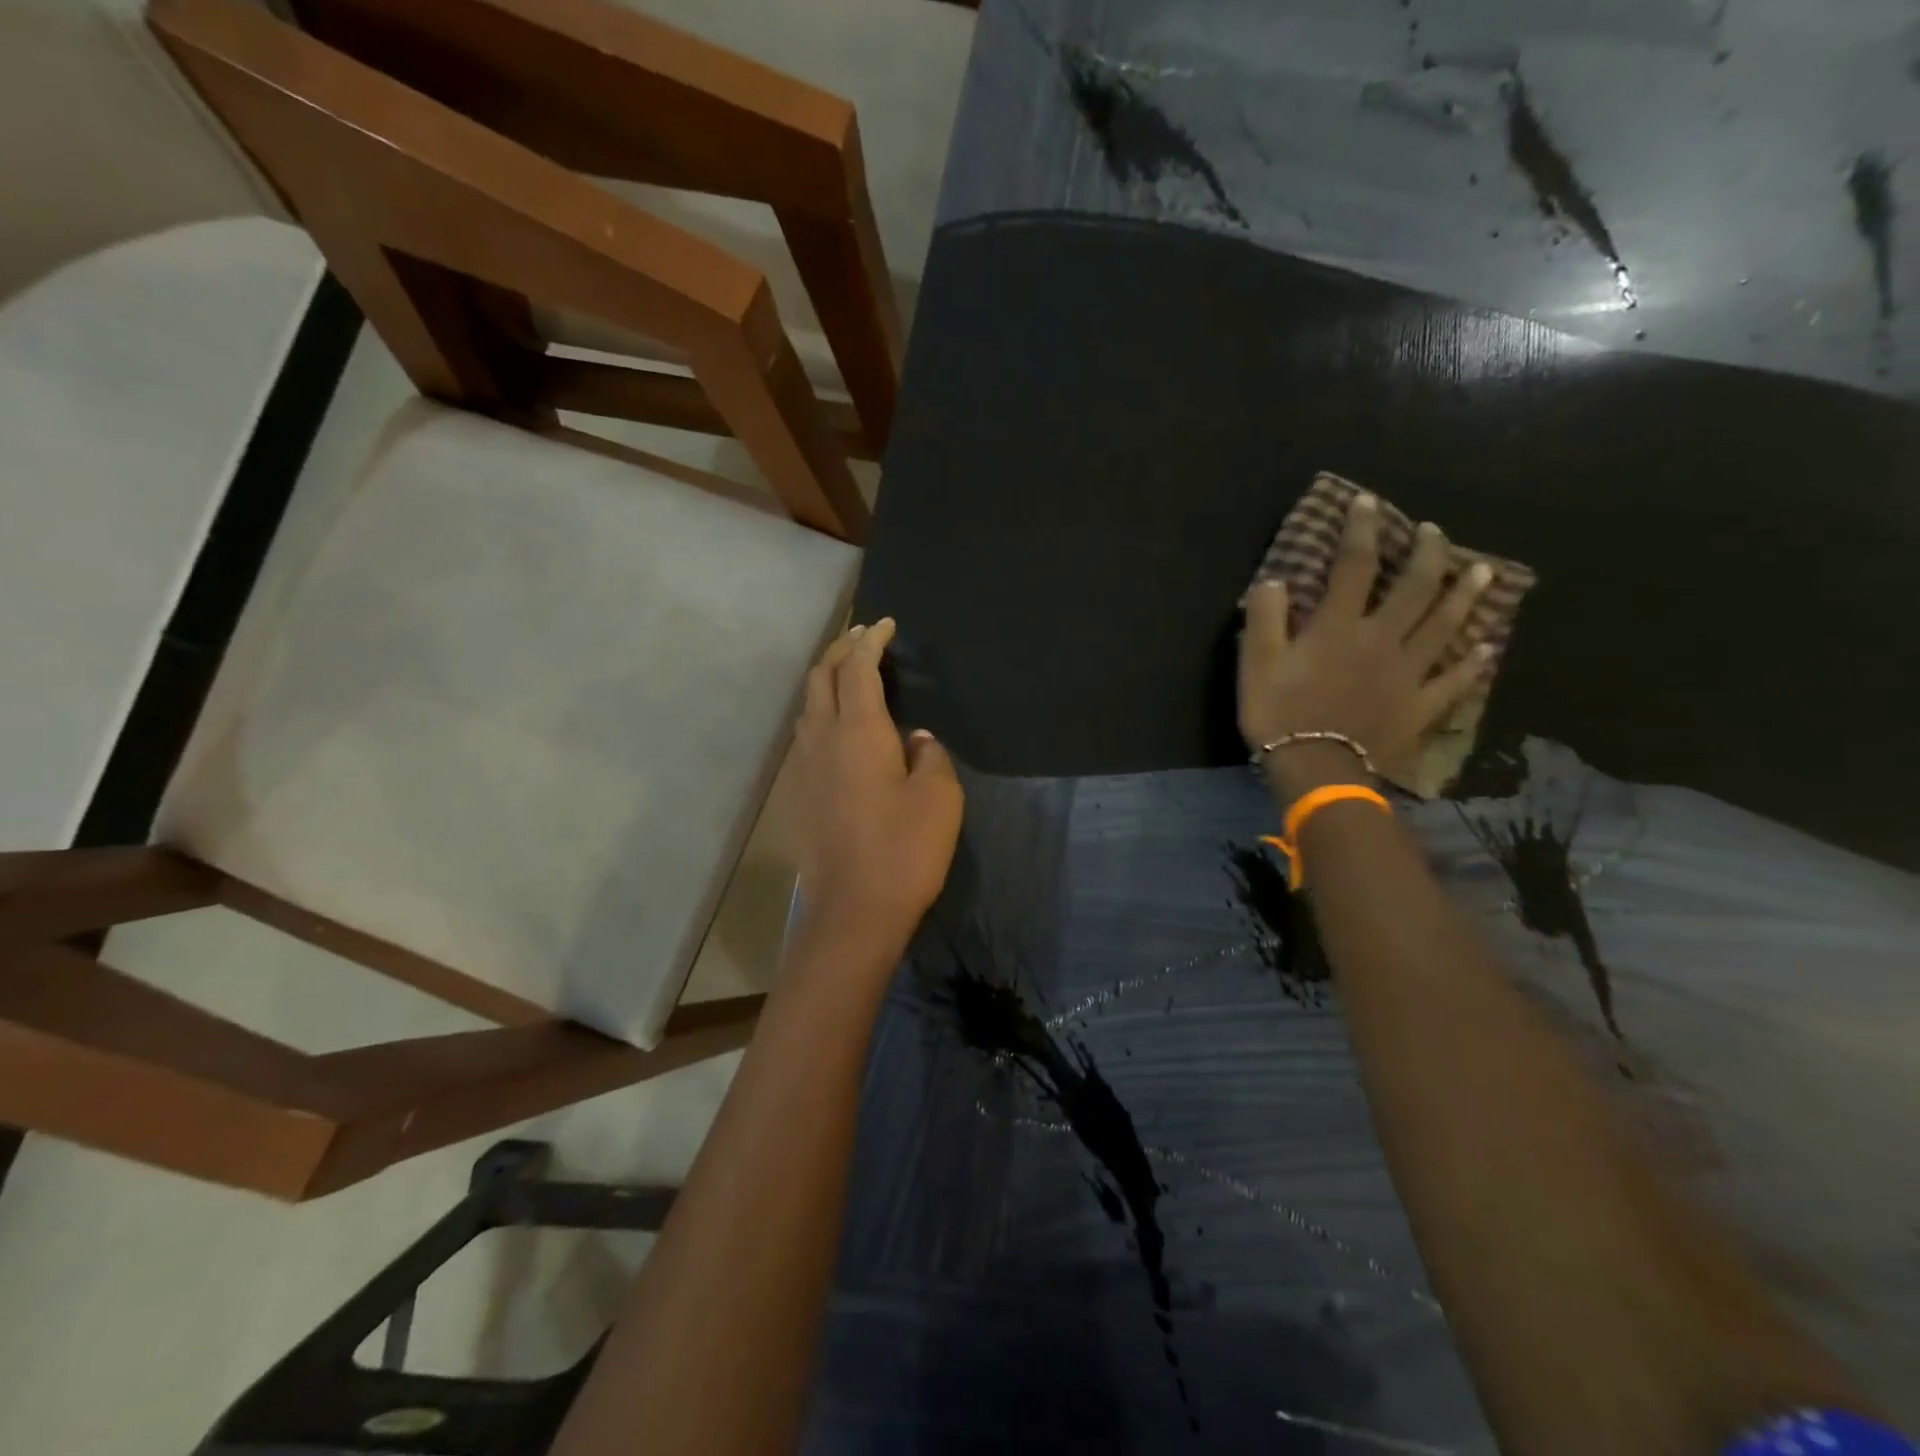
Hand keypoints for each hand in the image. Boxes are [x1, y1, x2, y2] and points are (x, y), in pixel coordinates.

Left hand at [791, 618, 963, 946]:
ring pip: (807, 705)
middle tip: (863, 636)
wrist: (854, 911)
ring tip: (848, 672)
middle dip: (840, 649)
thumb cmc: (904, 850)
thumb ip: (929, 756)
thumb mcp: (939, 797)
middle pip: (821, 677)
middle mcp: (822, 739)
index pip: (858, 669)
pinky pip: (806, 733)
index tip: (885, 624)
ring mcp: (805, 767)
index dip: (871, 641)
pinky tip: (838, 725)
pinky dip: (820, 710)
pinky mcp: (800, 794)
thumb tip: (915, 740)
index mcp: (858, 731)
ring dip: (826, 679)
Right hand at [1240, 493, 1492, 794]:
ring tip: (1481, 571)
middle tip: (1435, 531)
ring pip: (1444, 626)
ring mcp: (1408, 673)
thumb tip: (1276, 580)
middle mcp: (1382, 639)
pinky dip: (1471, 664)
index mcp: (1340, 626)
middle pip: (1414, 588)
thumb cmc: (1280, 714)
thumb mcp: (1257, 662)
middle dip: (1426, 554)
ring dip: (1464, 595)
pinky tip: (1486, 648)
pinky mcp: (1420, 706)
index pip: (1355, 565)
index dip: (1362, 530)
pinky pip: (1453, 681)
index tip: (1368, 502)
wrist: (1317, 769)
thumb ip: (1266, 617)